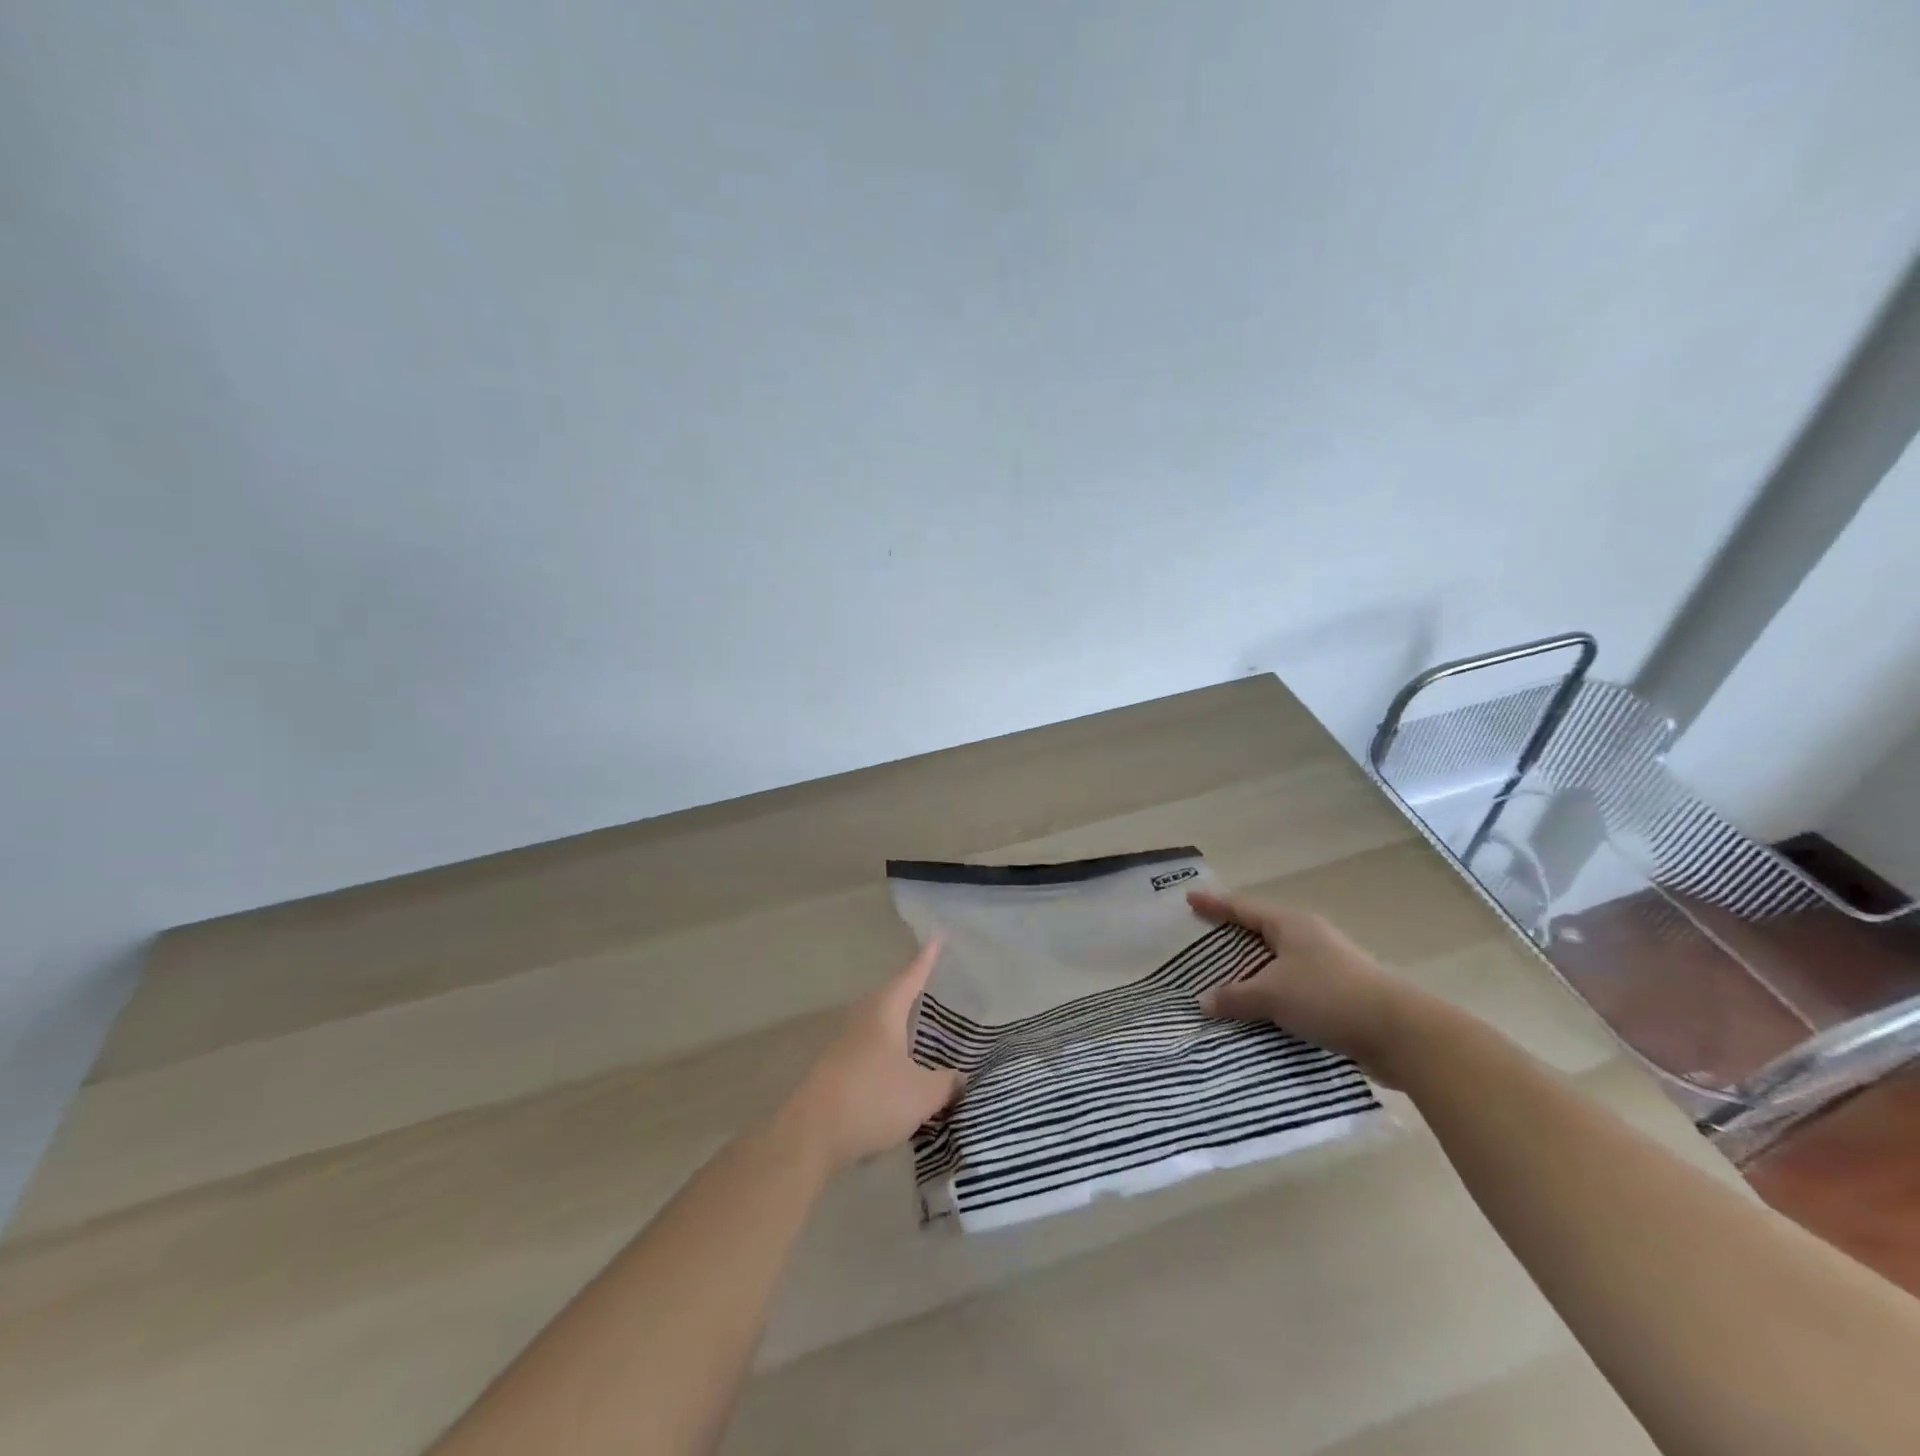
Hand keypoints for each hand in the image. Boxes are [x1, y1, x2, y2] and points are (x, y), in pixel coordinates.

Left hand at [781, 941, 965, 1174]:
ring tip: (919, 1030)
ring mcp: (844, 1043)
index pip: (911, 977)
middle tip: (932, 987)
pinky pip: (868, 1049)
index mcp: (884, 1011)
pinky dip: (886, 1052)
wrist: (812, 1134)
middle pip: (890, 997)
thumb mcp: (922, 1094)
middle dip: (911, 993)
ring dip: (897, 1026)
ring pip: (877, 1025)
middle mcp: (862, 1018)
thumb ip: (945, 1083)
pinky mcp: (834, 1069)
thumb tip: (958, 1077)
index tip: (937, 938)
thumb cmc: (873, 1099)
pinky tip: (897, 1069)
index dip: (926, 960)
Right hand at [1188, 890, 1436, 1084]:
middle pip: (1262, 930)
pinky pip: (1294, 984)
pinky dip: (1274, 992)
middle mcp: (1309, 936)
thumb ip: (1235, 996)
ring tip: (1228, 979)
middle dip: (1234, 935)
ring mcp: (1328, 963)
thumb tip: (1203, 1001)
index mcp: (1290, 924)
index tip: (1190, 899)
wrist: (1400, 1033)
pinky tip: (1262, 1009)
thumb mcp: (1272, 995)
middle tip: (1204, 940)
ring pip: (1279, 960)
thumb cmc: (1328, 997)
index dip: (1215, 904)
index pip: (1243, 908)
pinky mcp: (1341, 991)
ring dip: (1255, 969)